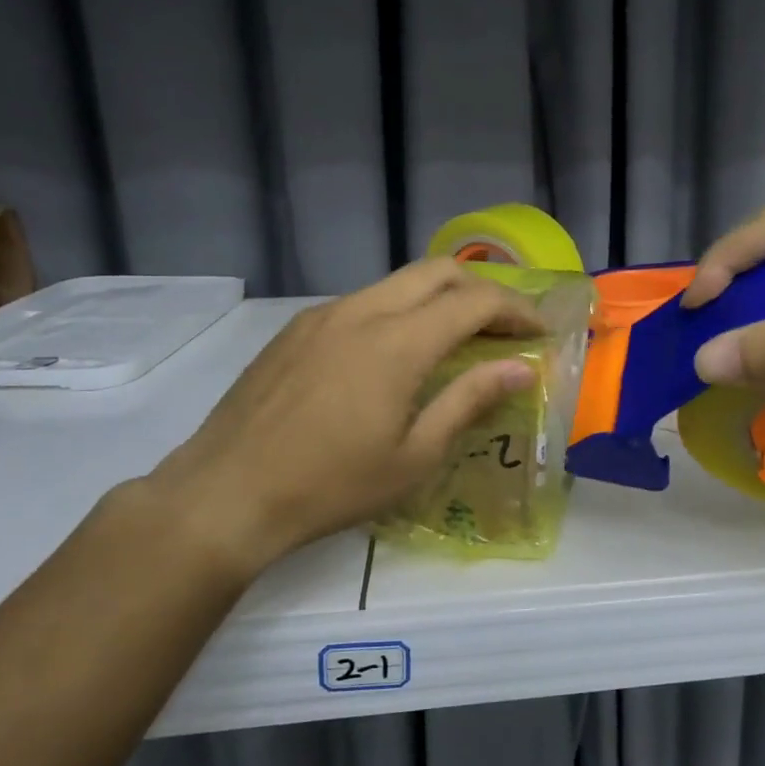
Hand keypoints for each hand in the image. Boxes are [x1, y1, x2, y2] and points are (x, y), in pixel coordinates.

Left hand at [141, 260, 541, 577]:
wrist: (226, 494)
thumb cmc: (331, 486)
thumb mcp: (414, 456)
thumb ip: (469, 401)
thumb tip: (520, 368)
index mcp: (398, 343)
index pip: (475, 302)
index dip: (516, 310)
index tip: (538, 332)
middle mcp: (362, 312)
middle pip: (437, 271)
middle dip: (481, 289)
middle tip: (503, 326)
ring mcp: (322, 315)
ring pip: (396, 283)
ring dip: (438, 298)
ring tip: (455, 338)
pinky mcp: (295, 330)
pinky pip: (361, 301)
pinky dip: (398, 311)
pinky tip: (395, 354)